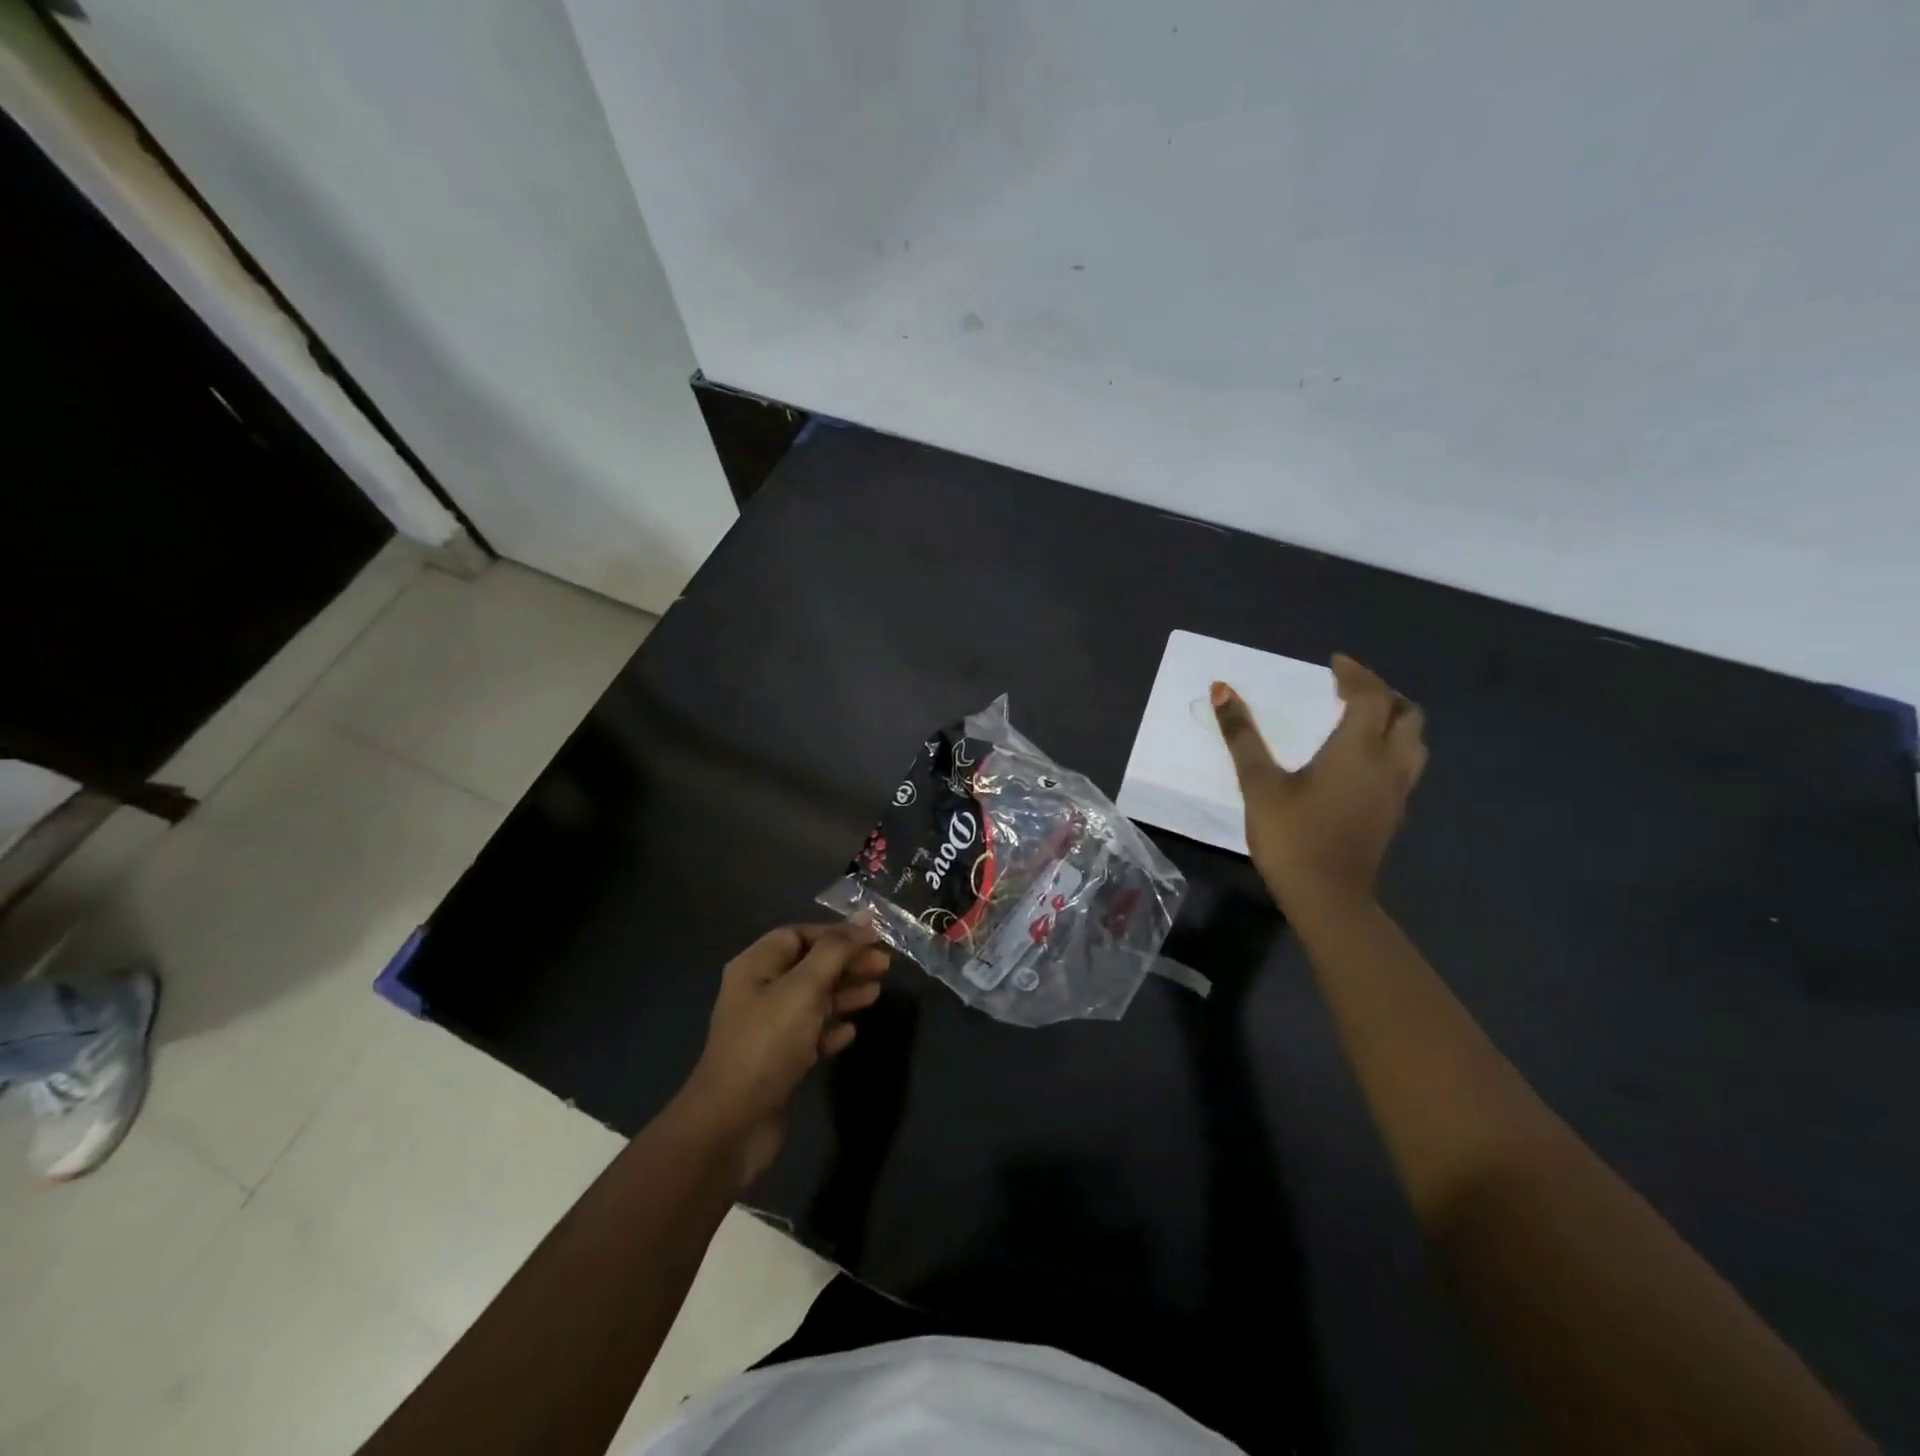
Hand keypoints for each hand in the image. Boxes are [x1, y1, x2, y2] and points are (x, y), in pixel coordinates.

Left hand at [679, 923, 889, 1189]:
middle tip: (885, 966)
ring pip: (813, 1000)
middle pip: (810, 966)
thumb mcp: (804, 988)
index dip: (836, 933)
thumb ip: (836, 951)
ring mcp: (768, 1029)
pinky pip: (811, 1034)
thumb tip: (865, 919)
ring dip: (845, 993)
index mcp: (756, 967)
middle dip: (847, 963)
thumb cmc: (768, 1043)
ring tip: (876, 993)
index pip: (799, 934)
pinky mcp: (779, 1061)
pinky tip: (852, 1031)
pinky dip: (832, 1028)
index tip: (874, 938)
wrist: (733, 1123)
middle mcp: (760, 992)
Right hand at [1211, 654, 1427, 912]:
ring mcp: (1397, 790)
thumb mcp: (1259, 784)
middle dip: (1381, 692)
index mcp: (1359, 749)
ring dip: (1393, 719)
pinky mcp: (1394, 812)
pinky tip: (1363, 759)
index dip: (1356, 673)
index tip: (1334, 663)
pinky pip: (1407, 763)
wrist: (1327, 898)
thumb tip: (1221, 690)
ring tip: (1361, 718)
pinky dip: (1392, 745)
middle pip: (1406, 713)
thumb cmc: (1291, 837)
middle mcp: (1389, 763)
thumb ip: (1242, 736)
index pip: (1371, 695)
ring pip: (1414, 740)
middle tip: (1349, 688)